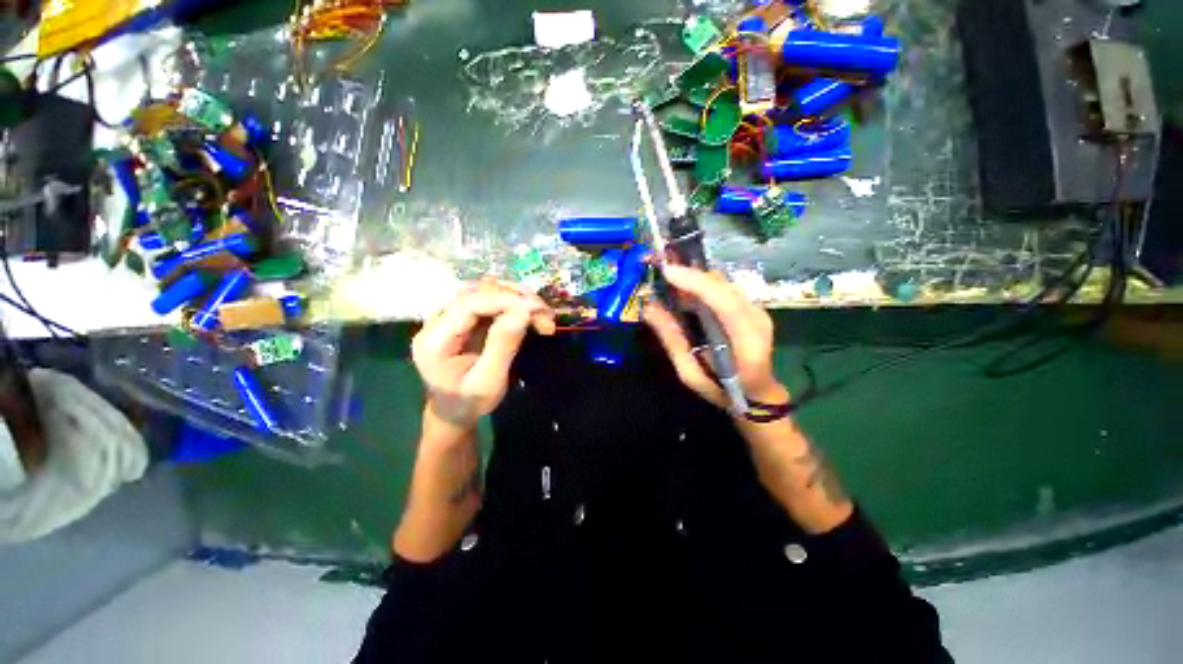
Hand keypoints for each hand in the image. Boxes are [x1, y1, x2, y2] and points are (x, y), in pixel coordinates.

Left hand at [412, 279, 555, 431]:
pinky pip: (489, 300)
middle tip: (546, 315)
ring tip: (542, 314)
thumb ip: (502, 345)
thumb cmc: (469, 402)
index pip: (469, 304)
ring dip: (517, 299)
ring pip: (485, 292)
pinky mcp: (463, 317)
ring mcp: (449, 316)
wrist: (454, 411)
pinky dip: (513, 304)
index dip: (505, 300)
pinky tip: (531, 313)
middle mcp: (437, 321)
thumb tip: (524, 311)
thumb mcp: (488, 381)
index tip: (537, 308)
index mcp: (434, 340)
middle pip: (477, 292)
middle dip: (515, 298)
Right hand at [642, 264, 787, 409]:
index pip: (724, 301)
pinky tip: (682, 290)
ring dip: (693, 278)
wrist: (756, 394)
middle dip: (689, 274)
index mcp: (746, 340)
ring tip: (666, 279)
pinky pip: (722, 288)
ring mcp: (756, 309)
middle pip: (722, 285)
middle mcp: (756, 317)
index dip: (696, 282)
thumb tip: (648, 308)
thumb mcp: (690, 372)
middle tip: (658, 269)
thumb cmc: (722, 389)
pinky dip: (700, 285)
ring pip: (722, 283)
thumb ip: (672, 340)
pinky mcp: (749, 307)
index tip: (667, 271)